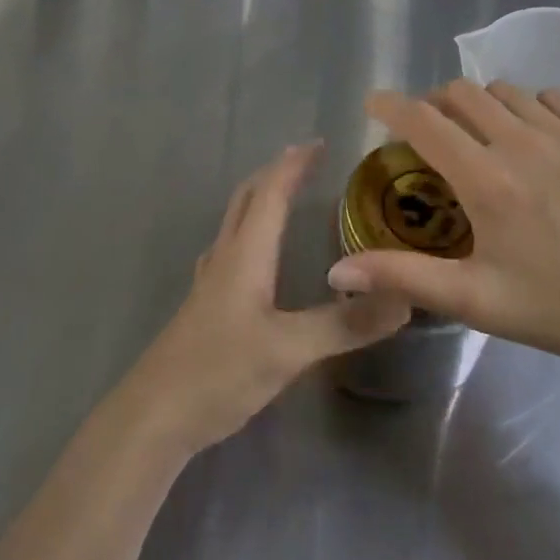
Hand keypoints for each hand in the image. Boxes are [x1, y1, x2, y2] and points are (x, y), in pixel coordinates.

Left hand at [118, 142, 410, 455]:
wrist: (155, 416)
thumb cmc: (219, 371)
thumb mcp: (289, 349)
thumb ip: (345, 325)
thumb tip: (404, 297)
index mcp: (246, 252)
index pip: (271, 191)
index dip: (294, 164)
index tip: (322, 143)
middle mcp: (226, 256)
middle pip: (247, 197)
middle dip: (276, 173)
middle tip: (308, 162)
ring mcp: (211, 281)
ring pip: (237, 222)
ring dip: (262, 199)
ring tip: (289, 198)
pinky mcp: (206, 305)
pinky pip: (232, 249)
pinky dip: (252, 232)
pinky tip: (259, 255)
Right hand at [325, 81, 559, 375]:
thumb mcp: (480, 302)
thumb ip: (406, 277)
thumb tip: (338, 272)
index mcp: (487, 181)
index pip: (424, 121)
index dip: (391, 105)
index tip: (374, 104)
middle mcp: (522, 142)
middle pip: (461, 92)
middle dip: (436, 103)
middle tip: (433, 133)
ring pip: (506, 91)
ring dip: (482, 105)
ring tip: (484, 137)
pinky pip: (553, 97)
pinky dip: (531, 107)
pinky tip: (537, 138)